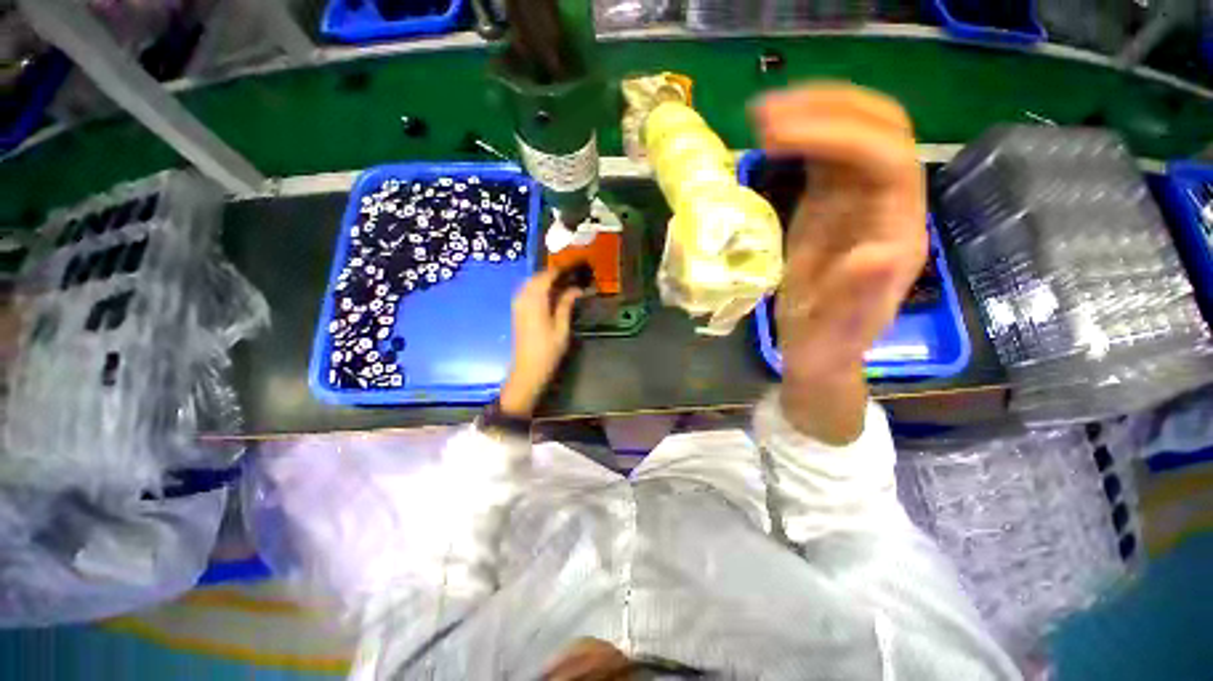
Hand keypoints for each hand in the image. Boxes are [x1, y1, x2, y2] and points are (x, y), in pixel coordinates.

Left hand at [499, 269, 581, 417]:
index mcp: (535, 301)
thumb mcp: (561, 328)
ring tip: (564, 282)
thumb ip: (566, 305)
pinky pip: (527, 291)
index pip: (547, 276)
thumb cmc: (548, 351)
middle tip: (572, 274)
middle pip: (537, 277)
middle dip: (554, 273)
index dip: (561, 269)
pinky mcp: (517, 311)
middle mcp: (523, 298)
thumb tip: (576, 289)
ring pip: (531, 283)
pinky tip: (550, 293)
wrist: (527, 369)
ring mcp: (518, 304)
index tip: (575, 266)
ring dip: (545, 279)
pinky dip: (538, 287)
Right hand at [751, 83, 927, 443]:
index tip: (778, 136)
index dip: (837, 136)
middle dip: (826, 110)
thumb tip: (876, 252)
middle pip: (880, 130)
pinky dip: (801, 137)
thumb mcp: (837, 330)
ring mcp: (860, 201)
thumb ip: (858, 296)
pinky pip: (826, 156)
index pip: (885, 160)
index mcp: (897, 233)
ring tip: (762, 117)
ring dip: (813, 113)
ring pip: (854, 133)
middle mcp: (888, 206)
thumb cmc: (827, 344)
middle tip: (766, 114)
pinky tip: (770, 138)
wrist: (819, 347)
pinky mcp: (833, 204)